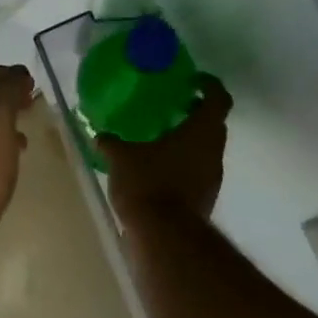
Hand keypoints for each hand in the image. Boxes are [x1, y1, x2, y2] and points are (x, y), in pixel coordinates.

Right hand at [98, 73, 231, 221]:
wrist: (165, 237)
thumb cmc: (148, 184)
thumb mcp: (122, 158)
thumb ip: (112, 143)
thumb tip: (99, 135)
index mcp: (201, 131)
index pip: (218, 99)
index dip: (209, 85)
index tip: (193, 81)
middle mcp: (213, 151)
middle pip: (214, 124)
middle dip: (197, 113)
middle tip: (172, 106)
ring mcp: (213, 177)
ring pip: (207, 148)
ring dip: (190, 140)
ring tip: (161, 138)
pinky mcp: (205, 198)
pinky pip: (198, 170)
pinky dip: (184, 163)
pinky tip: (158, 167)